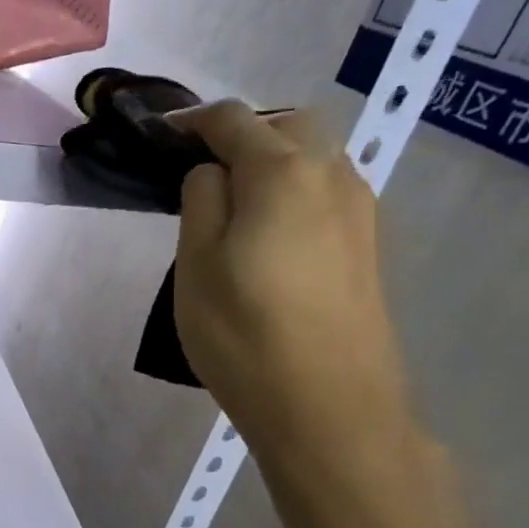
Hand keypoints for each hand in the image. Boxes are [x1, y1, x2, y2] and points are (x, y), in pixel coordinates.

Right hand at [173, 101, 412, 460]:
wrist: (329, 407)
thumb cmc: (244, 335)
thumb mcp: (196, 265)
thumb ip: (201, 201)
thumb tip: (213, 173)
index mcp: (282, 173)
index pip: (234, 120)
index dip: (193, 120)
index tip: (161, 136)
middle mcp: (332, 177)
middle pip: (290, 125)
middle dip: (244, 131)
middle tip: (201, 168)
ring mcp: (359, 212)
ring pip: (316, 158)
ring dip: (274, 161)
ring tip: (233, 202)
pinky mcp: (368, 247)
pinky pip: (328, 192)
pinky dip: (295, 190)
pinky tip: (269, 232)